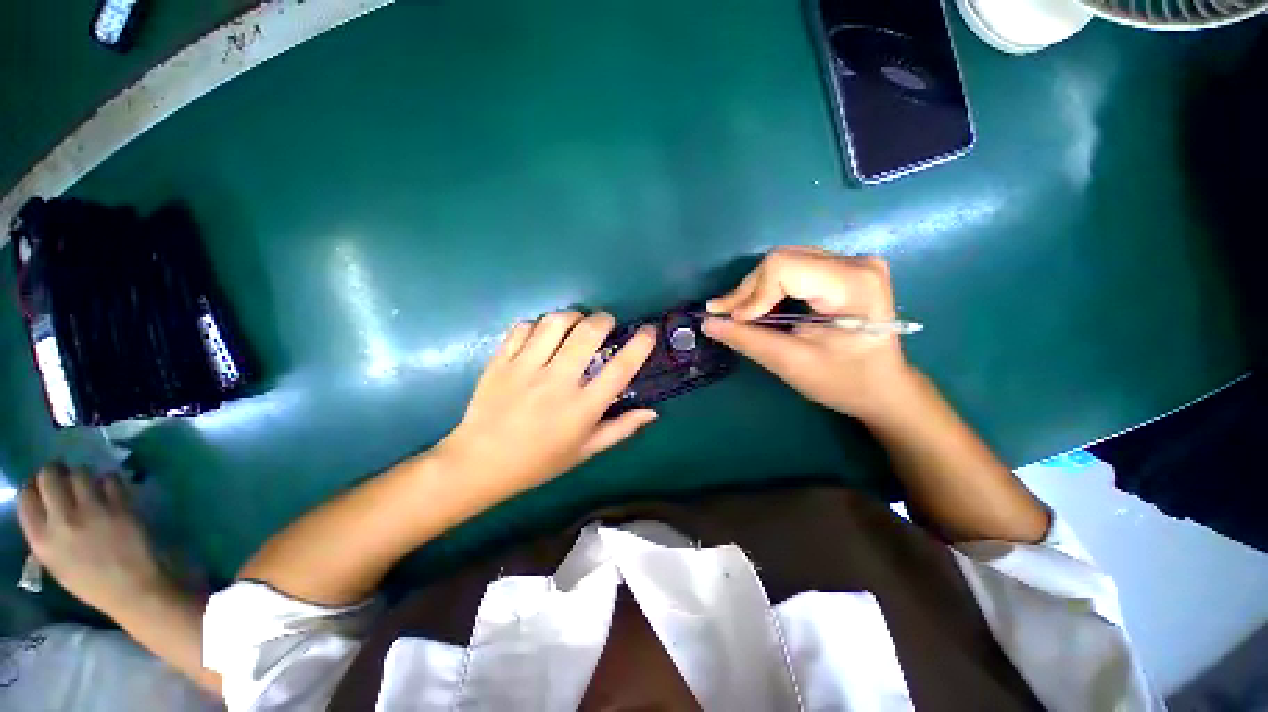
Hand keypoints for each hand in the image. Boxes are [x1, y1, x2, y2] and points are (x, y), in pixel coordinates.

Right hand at [17, 464, 170, 616]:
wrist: (134, 589)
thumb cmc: (93, 583)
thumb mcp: (56, 563)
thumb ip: (45, 535)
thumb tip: (42, 506)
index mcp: (42, 540)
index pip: (26, 498)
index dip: (33, 487)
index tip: (41, 487)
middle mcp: (62, 521)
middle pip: (50, 476)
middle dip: (55, 471)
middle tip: (63, 475)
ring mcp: (93, 511)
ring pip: (80, 472)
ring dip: (82, 474)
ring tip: (88, 483)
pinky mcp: (120, 505)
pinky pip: (110, 478)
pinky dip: (109, 480)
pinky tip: (110, 489)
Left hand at [436, 311, 657, 497]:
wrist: (479, 464)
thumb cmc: (539, 462)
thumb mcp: (585, 451)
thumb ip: (621, 429)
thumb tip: (652, 412)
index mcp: (582, 407)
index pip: (621, 368)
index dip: (640, 344)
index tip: (648, 331)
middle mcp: (557, 382)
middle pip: (588, 333)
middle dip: (604, 319)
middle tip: (606, 323)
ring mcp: (525, 368)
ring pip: (555, 322)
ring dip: (573, 316)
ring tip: (576, 322)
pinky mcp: (500, 361)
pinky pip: (523, 327)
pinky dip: (539, 324)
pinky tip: (542, 333)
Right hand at [701, 246, 915, 423]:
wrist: (884, 387)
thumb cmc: (844, 381)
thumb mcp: (791, 363)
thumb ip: (747, 339)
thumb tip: (708, 323)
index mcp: (853, 283)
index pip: (784, 267)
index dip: (752, 293)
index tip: (735, 320)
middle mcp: (856, 262)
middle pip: (782, 261)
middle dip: (749, 291)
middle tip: (725, 316)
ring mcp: (851, 262)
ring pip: (784, 262)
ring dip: (756, 289)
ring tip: (737, 313)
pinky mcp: (843, 269)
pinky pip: (793, 268)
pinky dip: (769, 288)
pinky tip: (757, 307)